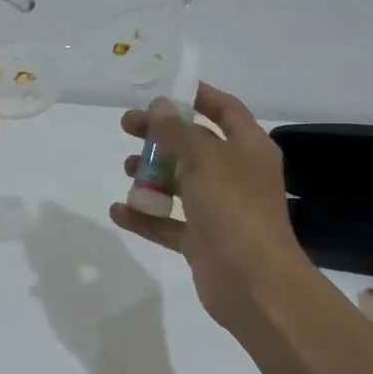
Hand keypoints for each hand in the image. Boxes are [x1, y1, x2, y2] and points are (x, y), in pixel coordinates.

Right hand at [109, 83, 314, 326]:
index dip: (198, 96)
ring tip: (126, 169)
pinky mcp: (202, 241)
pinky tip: (118, 211)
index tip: (163, 90)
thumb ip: (178, 132)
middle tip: (126, 126)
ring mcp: (219, 210)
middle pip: (195, 145)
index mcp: (248, 148)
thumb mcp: (205, 160)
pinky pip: (169, 223)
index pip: (225, 110)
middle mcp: (236, 175)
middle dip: (162, 135)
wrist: (254, 283)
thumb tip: (160, 106)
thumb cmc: (234, 209)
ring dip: (152, 175)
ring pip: (181, 184)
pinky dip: (145, 216)